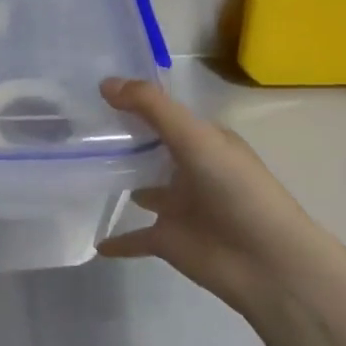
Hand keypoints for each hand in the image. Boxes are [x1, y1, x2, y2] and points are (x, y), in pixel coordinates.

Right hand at [96, 77, 321, 318]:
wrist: (268, 263)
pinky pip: (135, 238)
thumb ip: (151, 108)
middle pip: (151, 149)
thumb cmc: (236, 191)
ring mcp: (179, 206)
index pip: (164, 113)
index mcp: (204, 141)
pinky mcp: (169, 240)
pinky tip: (97, 243)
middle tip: (77, 127)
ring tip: (81, 171)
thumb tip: (104, 83)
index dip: (134, 101)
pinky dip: (118, 241)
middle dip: (123, 139)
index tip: (93, 91)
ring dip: (122, 182)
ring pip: (143, 189)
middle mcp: (191, 169)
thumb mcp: (195, 138)